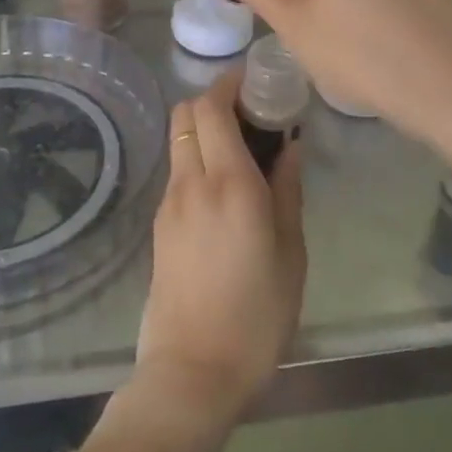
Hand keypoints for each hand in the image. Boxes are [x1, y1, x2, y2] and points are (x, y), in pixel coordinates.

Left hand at [130, 70, 305, 437]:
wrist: (193, 371)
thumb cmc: (257, 316)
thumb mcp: (291, 255)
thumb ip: (288, 191)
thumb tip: (290, 146)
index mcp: (229, 184)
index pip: (213, 107)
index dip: (230, 83)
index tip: (255, 81)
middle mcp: (192, 182)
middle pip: (186, 113)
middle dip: (214, 100)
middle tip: (251, 114)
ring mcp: (169, 202)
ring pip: (179, 139)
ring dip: (204, 129)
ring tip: (242, 150)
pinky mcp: (160, 224)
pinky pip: (177, 170)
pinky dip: (197, 158)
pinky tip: (225, 189)